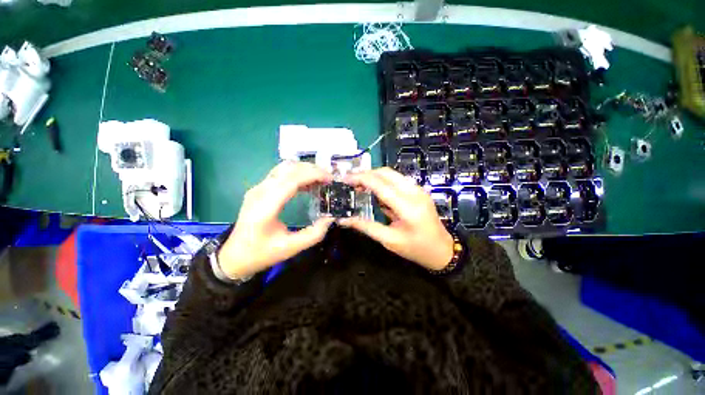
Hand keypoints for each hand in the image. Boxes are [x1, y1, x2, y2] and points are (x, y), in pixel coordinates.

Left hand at [217, 161, 334, 278]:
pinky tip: (308, 184)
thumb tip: (330, 218)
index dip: (313, 175)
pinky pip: (281, 174)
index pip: (291, 180)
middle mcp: (260, 191)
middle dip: (312, 169)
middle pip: (288, 169)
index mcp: (265, 206)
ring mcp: (258, 188)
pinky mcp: (260, 190)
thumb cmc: (261, 253)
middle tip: (329, 178)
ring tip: (321, 179)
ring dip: (305, 170)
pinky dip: (297, 175)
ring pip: (284, 168)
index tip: (330, 178)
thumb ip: (313, 234)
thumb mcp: (290, 249)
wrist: (234, 256)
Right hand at [338, 167, 453, 270]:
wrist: (443, 250)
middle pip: (386, 173)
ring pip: (391, 174)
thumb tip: (345, 219)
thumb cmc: (416, 249)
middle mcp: (414, 192)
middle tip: (351, 182)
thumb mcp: (389, 240)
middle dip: (366, 174)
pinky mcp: (419, 190)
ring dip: (374, 177)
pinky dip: (383, 182)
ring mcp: (418, 189)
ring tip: (359, 186)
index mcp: (407, 207)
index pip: (380, 185)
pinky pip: (397, 180)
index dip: (361, 179)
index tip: (345, 179)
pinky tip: (375, 191)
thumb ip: (366, 227)